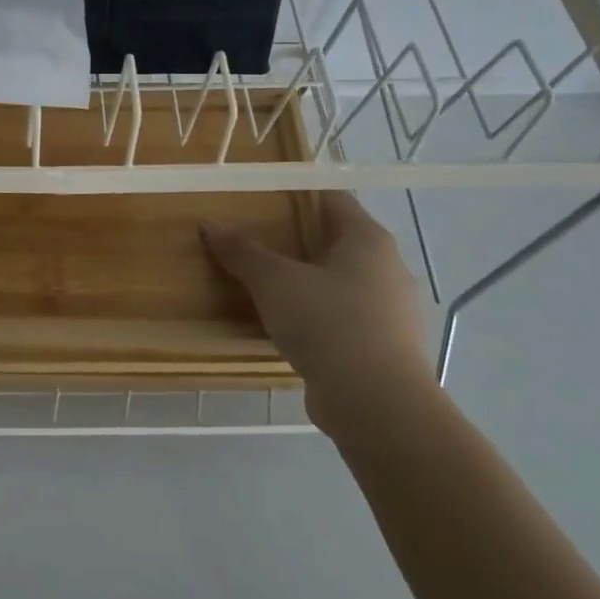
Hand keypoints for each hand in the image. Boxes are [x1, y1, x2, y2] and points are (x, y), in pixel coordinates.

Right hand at [200, 193, 433, 434]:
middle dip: (296, 238)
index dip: (297, 193)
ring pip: (339, 281)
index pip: (333, 199)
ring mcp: (389, 310)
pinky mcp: (382, 346)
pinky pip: (342, 317)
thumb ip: (242, 251)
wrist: (377, 405)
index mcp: (368, 240)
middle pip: (336, 240)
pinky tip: (285, 325)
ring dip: (305, 280)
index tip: (261, 197)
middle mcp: (387, 268)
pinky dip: (315, 315)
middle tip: (253, 238)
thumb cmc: (329, 324)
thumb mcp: (274, 282)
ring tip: (262, 282)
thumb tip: (210, 223)